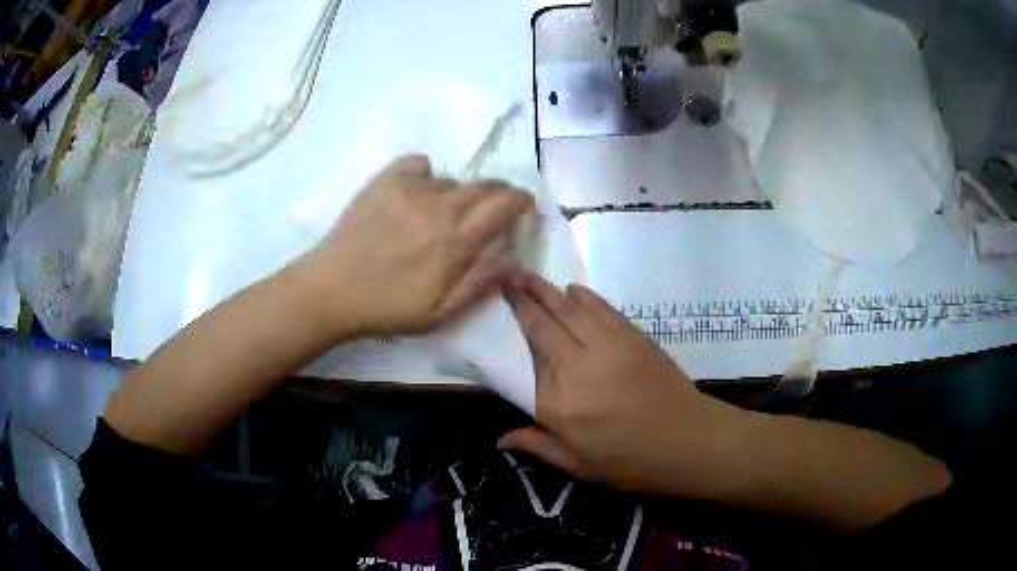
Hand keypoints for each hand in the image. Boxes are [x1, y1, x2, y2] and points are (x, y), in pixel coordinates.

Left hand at [298, 155, 534, 337]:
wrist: (331, 290)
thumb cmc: (386, 307)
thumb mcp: (439, 312)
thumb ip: (480, 283)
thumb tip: (517, 261)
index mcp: (456, 240)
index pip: (504, 204)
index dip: (522, 201)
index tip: (525, 207)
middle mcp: (439, 205)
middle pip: (485, 185)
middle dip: (499, 194)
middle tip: (493, 210)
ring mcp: (411, 187)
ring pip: (452, 181)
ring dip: (458, 195)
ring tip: (441, 216)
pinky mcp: (386, 179)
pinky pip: (419, 165)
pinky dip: (426, 176)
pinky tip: (416, 194)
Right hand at [501, 274, 750, 497]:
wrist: (686, 440)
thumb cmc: (629, 461)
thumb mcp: (578, 465)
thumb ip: (538, 445)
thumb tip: (500, 439)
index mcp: (557, 404)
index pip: (523, 363)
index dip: (509, 335)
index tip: (495, 314)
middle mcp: (576, 367)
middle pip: (542, 326)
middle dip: (522, 298)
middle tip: (504, 277)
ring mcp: (606, 347)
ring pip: (569, 310)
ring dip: (547, 289)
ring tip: (527, 274)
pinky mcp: (631, 336)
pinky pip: (601, 308)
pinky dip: (584, 296)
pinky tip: (571, 289)